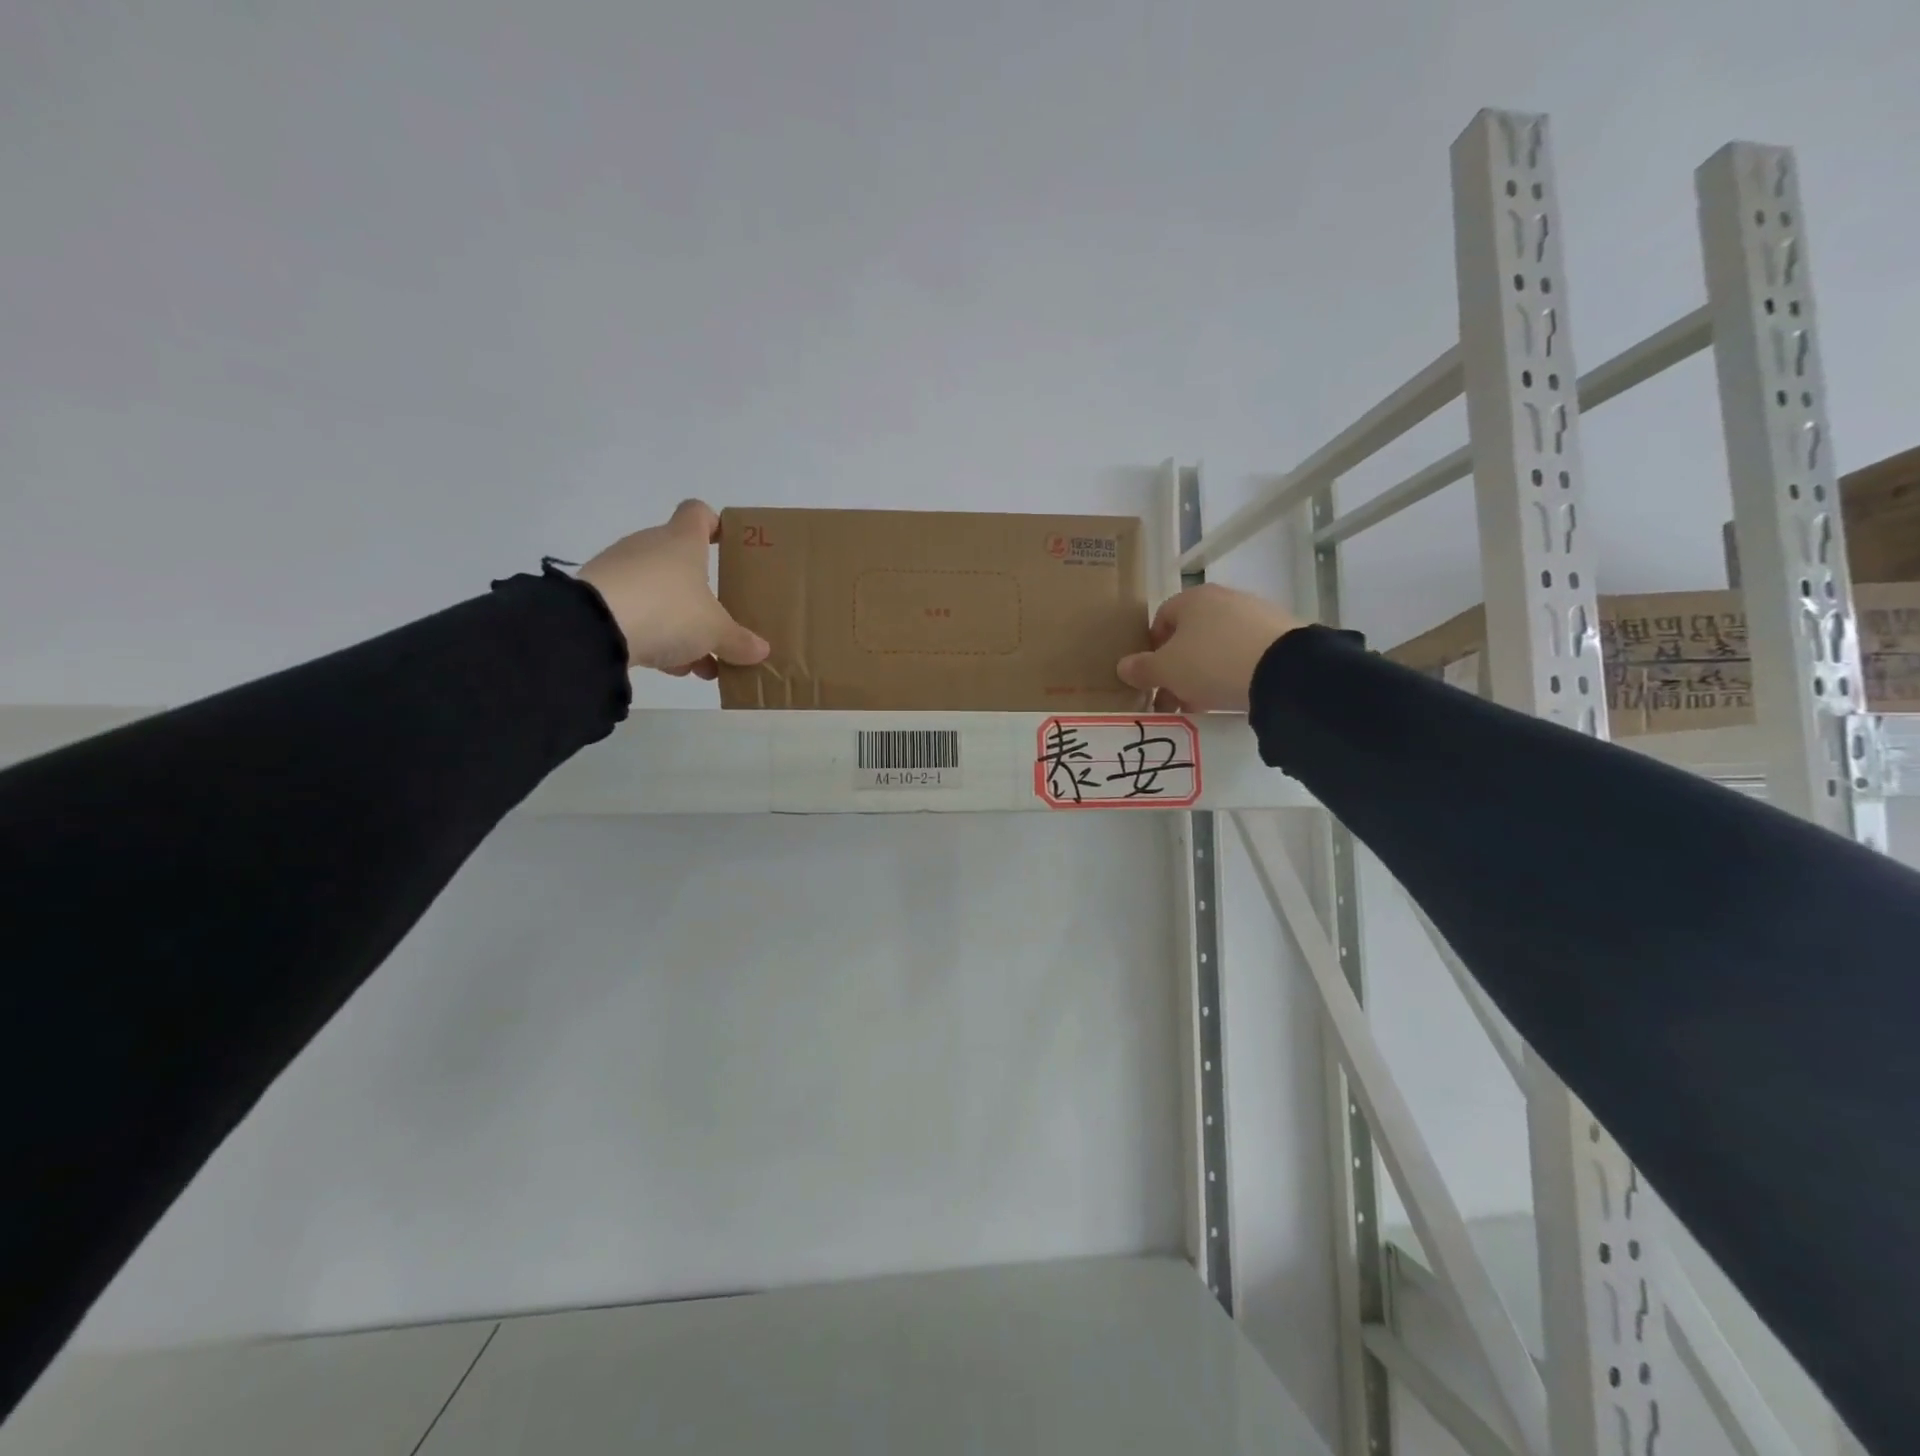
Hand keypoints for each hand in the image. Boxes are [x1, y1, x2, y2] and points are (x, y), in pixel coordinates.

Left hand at [578, 500, 769, 677]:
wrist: (594, 628)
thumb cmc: (669, 611)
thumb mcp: (715, 632)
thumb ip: (739, 641)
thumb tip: (761, 651)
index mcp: (682, 542)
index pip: (698, 513)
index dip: (714, 524)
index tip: (726, 545)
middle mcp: (649, 547)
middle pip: (681, 564)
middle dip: (702, 599)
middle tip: (720, 628)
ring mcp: (620, 571)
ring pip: (660, 594)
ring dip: (681, 626)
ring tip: (700, 664)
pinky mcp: (597, 598)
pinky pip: (636, 613)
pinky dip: (655, 636)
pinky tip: (669, 667)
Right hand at [1116, 584, 1301, 712]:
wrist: (1282, 670)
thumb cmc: (1211, 662)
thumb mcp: (1166, 671)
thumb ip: (1142, 669)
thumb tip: (1123, 666)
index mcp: (1192, 598)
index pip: (1161, 618)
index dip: (1152, 648)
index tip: (1153, 676)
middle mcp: (1224, 598)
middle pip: (1191, 633)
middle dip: (1179, 665)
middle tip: (1175, 696)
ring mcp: (1256, 613)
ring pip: (1218, 644)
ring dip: (1205, 671)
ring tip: (1204, 702)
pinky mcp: (1281, 633)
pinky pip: (1246, 652)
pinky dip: (1235, 671)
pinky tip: (1234, 694)